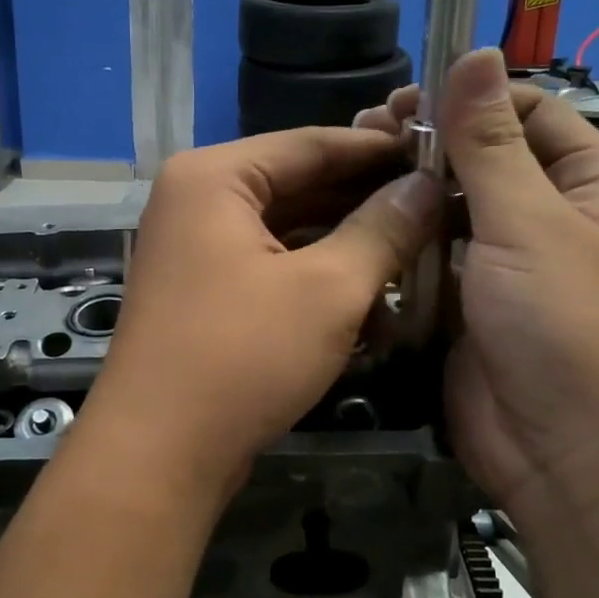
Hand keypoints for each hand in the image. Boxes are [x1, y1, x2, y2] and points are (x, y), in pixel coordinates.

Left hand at [83, 128, 442, 507]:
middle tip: (436, 210)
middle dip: (366, 205)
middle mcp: (197, 201)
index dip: (379, 151)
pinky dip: (315, 282)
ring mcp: (195, 250)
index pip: (312, 144)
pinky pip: (270, 269)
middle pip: (298, 186)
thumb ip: (382, 229)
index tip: (438, 158)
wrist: (159, 453)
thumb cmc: (242, 356)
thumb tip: (425, 187)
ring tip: (415, 258)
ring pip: (287, 232)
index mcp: (214, 177)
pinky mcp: (203, 294)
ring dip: (346, 249)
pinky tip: (371, 305)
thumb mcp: (327, 289)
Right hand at [355, 49, 598, 522]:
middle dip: (426, 142)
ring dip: (405, 189)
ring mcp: (500, 262)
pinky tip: (356, 222)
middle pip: (481, 157)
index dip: (469, 97)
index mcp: (586, 184)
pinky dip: (397, 238)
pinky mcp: (462, 302)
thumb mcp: (528, 222)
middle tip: (364, 134)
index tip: (405, 99)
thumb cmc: (564, 325)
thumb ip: (490, 141)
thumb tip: (476, 51)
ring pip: (447, 207)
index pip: (528, 112)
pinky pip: (427, 255)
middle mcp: (545, 216)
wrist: (565, 455)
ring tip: (349, 171)